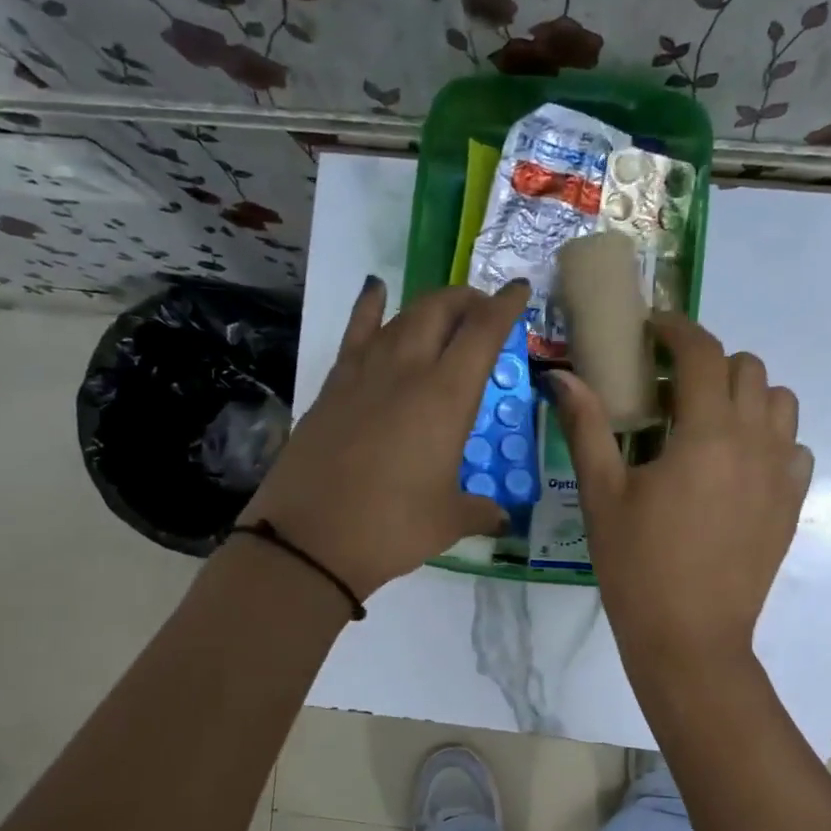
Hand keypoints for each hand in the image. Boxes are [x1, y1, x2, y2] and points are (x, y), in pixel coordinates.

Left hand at [244, 276, 528, 600]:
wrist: (310, 541)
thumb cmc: (392, 528)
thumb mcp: (448, 521)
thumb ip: (480, 511)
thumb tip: (500, 518)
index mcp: (446, 397)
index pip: (483, 333)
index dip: (505, 306)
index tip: (519, 290)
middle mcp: (407, 371)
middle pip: (440, 310)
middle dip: (467, 300)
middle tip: (483, 311)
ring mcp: (364, 373)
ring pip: (401, 317)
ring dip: (429, 307)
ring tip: (445, 313)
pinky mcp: (333, 386)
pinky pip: (356, 333)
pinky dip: (370, 308)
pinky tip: (375, 291)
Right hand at [551, 314, 811, 668]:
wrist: (690, 637)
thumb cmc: (638, 567)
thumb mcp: (603, 495)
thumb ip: (587, 427)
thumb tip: (562, 376)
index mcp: (707, 434)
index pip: (702, 353)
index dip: (676, 330)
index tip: (653, 330)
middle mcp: (754, 441)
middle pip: (747, 369)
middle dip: (708, 364)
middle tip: (670, 393)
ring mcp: (781, 473)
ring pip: (779, 403)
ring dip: (745, 396)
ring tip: (708, 424)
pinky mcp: (791, 503)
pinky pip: (793, 447)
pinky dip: (769, 438)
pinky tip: (737, 466)